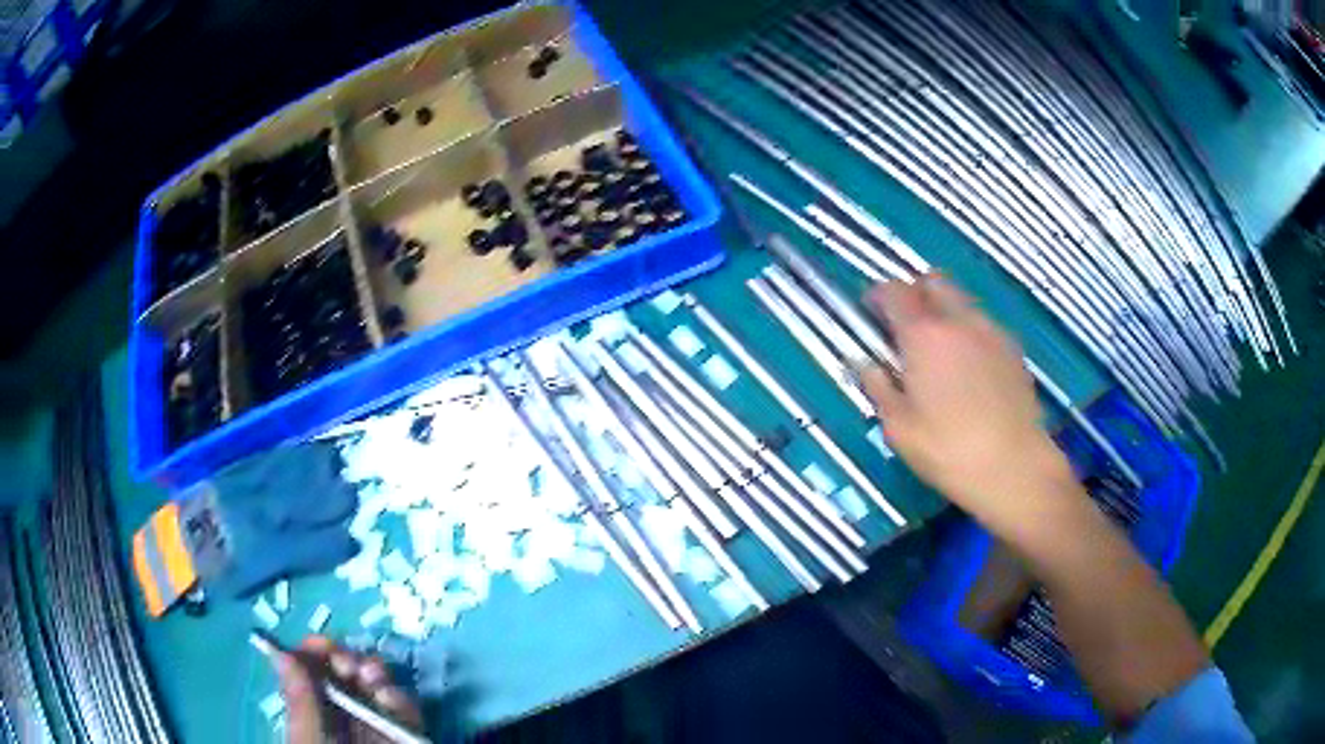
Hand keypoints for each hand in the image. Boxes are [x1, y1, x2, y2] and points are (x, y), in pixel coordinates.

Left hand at [274, 635, 423, 743]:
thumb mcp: (308, 740)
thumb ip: (299, 702)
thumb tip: (280, 653)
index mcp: (311, 710)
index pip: (309, 669)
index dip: (315, 652)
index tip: (323, 646)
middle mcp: (342, 713)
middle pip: (344, 672)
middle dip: (349, 658)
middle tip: (349, 663)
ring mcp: (373, 724)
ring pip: (376, 685)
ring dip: (376, 672)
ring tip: (373, 678)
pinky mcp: (402, 735)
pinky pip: (405, 709)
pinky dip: (401, 697)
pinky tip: (392, 698)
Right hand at [859, 276, 1075, 533]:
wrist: (1014, 466)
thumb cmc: (948, 451)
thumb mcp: (899, 429)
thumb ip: (879, 388)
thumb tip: (868, 365)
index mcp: (923, 336)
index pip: (895, 292)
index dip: (878, 296)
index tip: (871, 313)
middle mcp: (958, 321)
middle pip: (933, 282)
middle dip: (915, 293)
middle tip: (906, 325)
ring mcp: (991, 332)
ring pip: (962, 301)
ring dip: (944, 312)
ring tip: (939, 350)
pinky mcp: (1013, 349)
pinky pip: (984, 325)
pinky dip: (969, 333)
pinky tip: (969, 369)